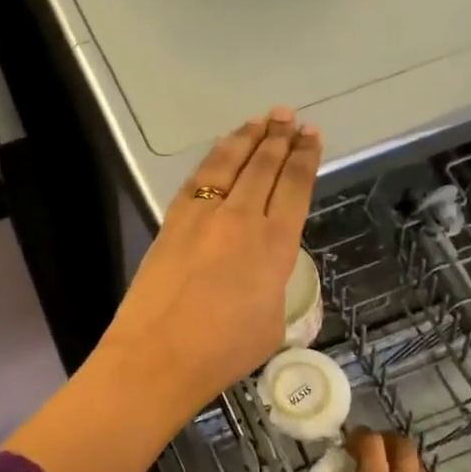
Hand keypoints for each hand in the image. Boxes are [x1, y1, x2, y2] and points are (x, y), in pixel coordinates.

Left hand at [99, 108, 321, 412]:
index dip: (306, 158)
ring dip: (248, 137)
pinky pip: (198, 178)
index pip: (295, 187)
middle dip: (280, 138)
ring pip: (229, 163)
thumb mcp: (272, 323)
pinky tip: (221, 150)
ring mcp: (202, 215)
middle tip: (290, 117)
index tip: (312, 136)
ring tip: (262, 120)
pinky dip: (214, 158)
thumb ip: (275, 285)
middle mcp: (241, 219)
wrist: (158, 354)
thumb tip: (266, 272)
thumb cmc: (222, 351)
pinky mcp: (172, 220)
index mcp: (275, 245)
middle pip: (264, 166)